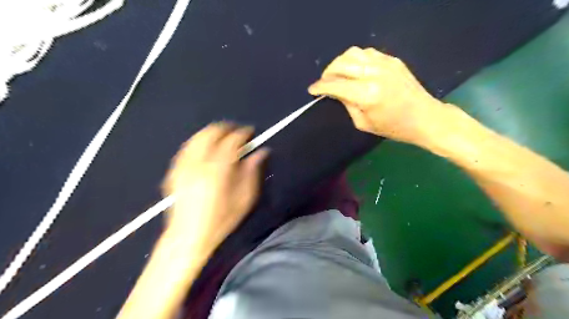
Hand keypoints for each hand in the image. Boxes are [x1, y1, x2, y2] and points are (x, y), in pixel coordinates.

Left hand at [162, 123, 269, 251]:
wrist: (189, 236)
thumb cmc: (221, 220)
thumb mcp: (244, 199)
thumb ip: (252, 172)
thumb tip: (260, 153)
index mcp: (217, 171)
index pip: (231, 141)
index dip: (243, 133)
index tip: (250, 132)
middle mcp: (198, 164)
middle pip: (211, 133)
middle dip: (226, 128)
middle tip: (237, 133)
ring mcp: (183, 166)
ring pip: (197, 137)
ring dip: (212, 133)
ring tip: (223, 138)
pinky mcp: (175, 171)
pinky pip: (187, 147)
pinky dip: (199, 142)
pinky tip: (206, 149)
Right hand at [309, 46, 446, 143]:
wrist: (425, 117)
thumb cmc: (393, 127)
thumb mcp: (364, 123)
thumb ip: (347, 104)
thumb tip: (334, 92)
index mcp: (367, 95)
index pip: (335, 84)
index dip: (320, 86)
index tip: (312, 89)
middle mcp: (374, 74)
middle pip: (341, 64)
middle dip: (327, 72)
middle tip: (324, 82)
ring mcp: (385, 64)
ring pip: (353, 53)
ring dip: (340, 62)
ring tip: (338, 74)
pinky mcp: (392, 60)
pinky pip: (367, 53)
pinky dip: (355, 59)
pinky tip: (355, 69)